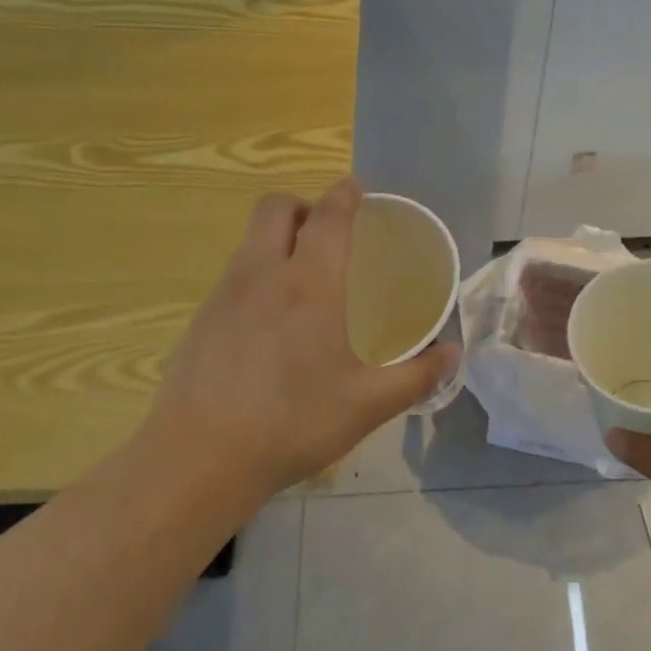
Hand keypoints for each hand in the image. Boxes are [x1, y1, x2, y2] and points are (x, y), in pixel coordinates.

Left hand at [135, 180, 457, 505]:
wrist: (198, 459)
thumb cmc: (293, 423)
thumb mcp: (368, 405)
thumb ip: (417, 376)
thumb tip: (452, 354)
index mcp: (310, 283)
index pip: (328, 215)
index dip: (344, 195)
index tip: (357, 192)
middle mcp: (263, 273)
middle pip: (276, 207)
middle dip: (304, 206)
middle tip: (328, 236)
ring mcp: (224, 294)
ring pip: (251, 239)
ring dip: (277, 239)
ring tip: (303, 280)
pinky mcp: (200, 318)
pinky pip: (234, 274)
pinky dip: (257, 274)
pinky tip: (270, 323)